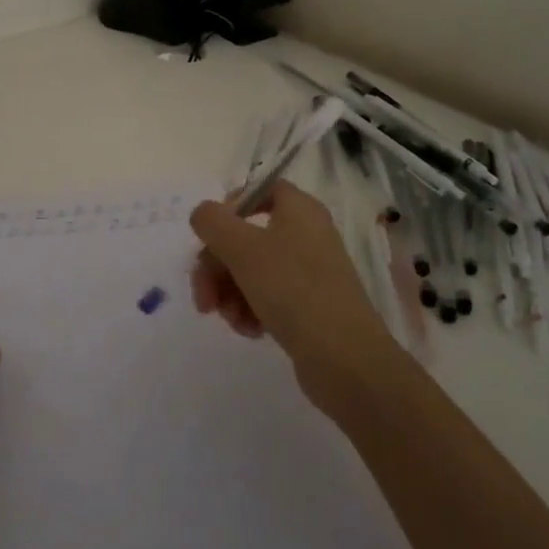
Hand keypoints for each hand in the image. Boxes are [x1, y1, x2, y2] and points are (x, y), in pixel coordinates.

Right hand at [190, 181, 395, 414]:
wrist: (345, 359)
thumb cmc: (293, 290)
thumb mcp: (242, 248)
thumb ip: (212, 222)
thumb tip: (203, 214)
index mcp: (299, 210)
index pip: (261, 189)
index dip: (231, 206)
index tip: (210, 235)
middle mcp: (306, 235)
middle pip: (245, 236)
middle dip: (216, 267)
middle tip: (203, 297)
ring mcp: (308, 272)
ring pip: (250, 270)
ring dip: (229, 293)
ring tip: (230, 319)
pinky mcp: (307, 305)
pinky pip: (266, 297)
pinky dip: (249, 310)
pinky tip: (248, 330)